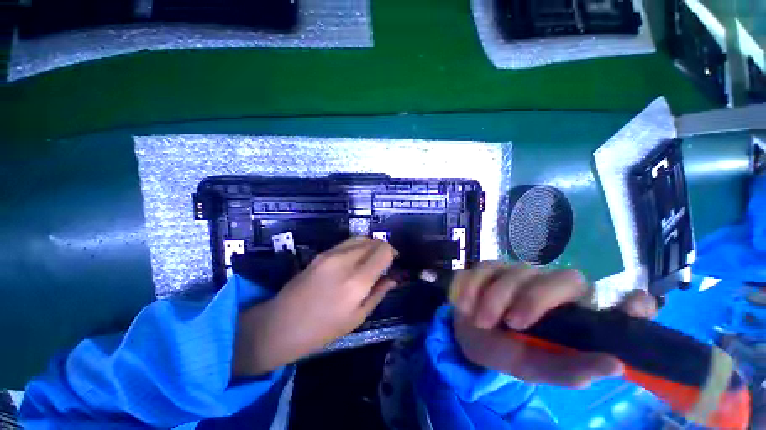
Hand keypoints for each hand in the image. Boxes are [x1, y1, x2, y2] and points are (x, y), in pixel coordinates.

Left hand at [234, 237, 397, 374]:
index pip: (383, 251)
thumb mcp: (357, 317)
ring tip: (371, 259)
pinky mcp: (322, 253)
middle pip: (374, 241)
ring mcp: (331, 254)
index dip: (392, 254)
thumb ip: (378, 293)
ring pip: (361, 238)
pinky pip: (348, 242)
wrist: (281, 324)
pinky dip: (358, 246)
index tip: (394, 262)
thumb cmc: (322, 329)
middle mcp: (345, 261)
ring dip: (371, 245)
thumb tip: (393, 278)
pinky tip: (356, 259)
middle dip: (384, 248)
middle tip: (384, 262)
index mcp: (356, 282)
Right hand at [450, 263, 657, 387]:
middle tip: (511, 323)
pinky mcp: (490, 266)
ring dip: (493, 298)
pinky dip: (471, 287)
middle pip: (565, 279)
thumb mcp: (534, 368)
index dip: (631, 304)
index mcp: (573, 315)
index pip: (617, 302)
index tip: (638, 308)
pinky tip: (465, 305)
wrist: (468, 335)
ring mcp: (519, 272)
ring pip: (515, 273)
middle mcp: (553, 288)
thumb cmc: (506, 352)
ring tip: (480, 321)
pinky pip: (482, 269)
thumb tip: (616, 365)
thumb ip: (569, 369)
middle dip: (533, 300)